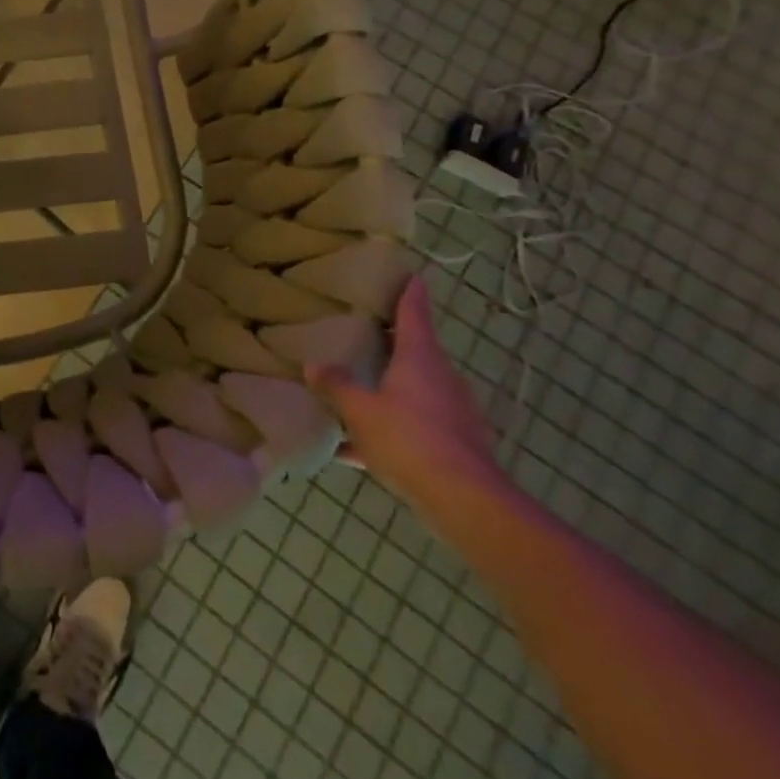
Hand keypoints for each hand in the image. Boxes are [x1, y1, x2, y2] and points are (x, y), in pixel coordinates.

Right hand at [306, 276, 506, 510]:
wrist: (466, 502)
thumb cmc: (410, 438)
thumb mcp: (360, 410)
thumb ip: (336, 386)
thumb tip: (313, 366)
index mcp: (420, 358)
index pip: (414, 314)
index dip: (410, 294)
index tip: (411, 276)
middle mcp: (442, 379)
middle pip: (417, 352)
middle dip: (393, 345)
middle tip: (364, 335)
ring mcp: (454, 414)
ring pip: (416, 392)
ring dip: (391, 389)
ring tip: (357, 392)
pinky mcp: (456, 447)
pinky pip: (416, 428)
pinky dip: (391, 430)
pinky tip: (355, 450)